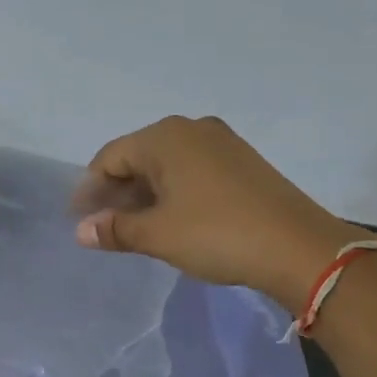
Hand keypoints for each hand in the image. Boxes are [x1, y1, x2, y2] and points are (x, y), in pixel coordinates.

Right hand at [72, 115, 360, 309]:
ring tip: (135, 227)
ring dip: (145, 194)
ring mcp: (221, 143)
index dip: (90, 189)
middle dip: (117, 192)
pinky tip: (171, 219)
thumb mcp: (157, 234)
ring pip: (167, 165)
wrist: (298, 247)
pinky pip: (192, 171)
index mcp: (165, 137)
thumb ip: (115, 229)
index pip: (110, 157)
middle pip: (138, 157)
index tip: (79, 220)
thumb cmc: (216, 234)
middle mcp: (192, 129)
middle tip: (104, 226)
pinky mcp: (242, 162)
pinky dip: (173, 192)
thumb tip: (81, 231)